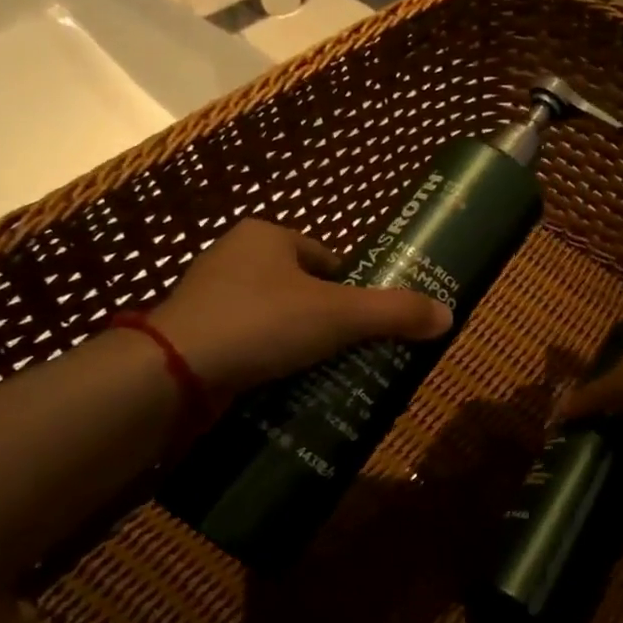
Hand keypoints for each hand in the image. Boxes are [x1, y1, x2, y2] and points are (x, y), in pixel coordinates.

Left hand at [149, 220, 451, 399]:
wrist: (173, 371)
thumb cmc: (262, 322)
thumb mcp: (339, 314)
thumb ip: (395, 312)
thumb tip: (449, 315)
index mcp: (266, 236)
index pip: (327, 258)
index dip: (352, 289)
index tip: (366, 323)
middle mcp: (234, 258)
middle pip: (303, 290)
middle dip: (327, 320)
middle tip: (350, 353)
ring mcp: (210, 298)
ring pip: (275, 319)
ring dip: (297, 344)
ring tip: (323, 374)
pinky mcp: (195, 336)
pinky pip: (248, 344)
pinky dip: (267, 362)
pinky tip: (283, 385)